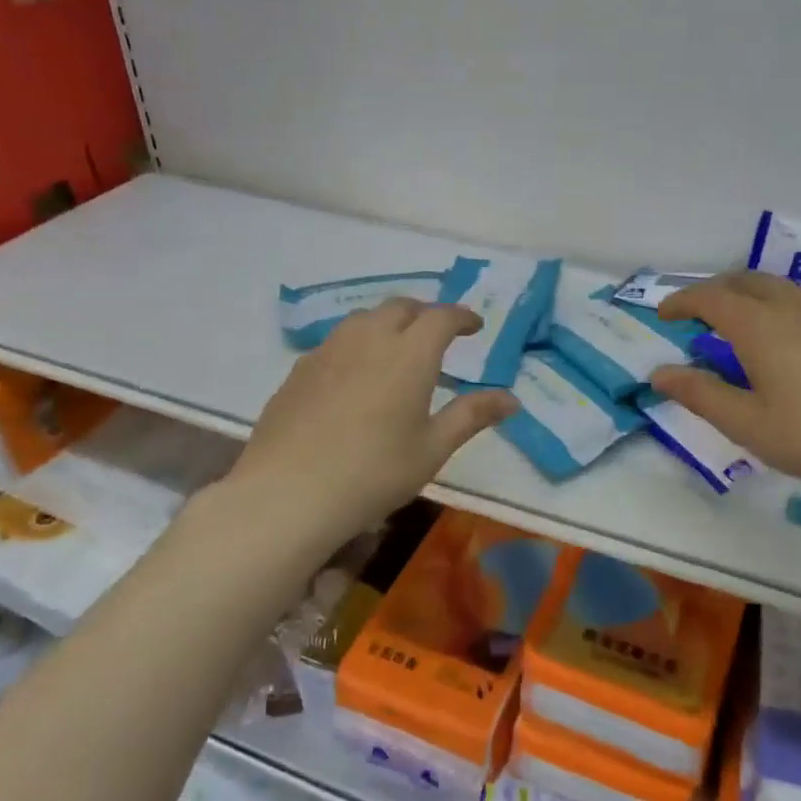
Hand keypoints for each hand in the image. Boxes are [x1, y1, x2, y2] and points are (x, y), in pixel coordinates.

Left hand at [226, 299, 518, 546]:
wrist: (288, 493)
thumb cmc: (374, 472)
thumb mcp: (433, 449)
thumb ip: (472, 416)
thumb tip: (512, 399)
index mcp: (409, 354)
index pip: (441, 317)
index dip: (462, 317)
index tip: (475, 327)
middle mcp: (369, 339)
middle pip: (401, 307)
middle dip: (425, 314)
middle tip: (438, 335)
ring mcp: (329, 350)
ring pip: (364, 319)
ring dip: (389, 323)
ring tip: (398, 349)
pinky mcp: (300, 369)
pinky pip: (337, 341)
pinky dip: (358, 344)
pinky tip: (356, 375)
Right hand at [651, 272, 800, 488]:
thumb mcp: (745, 423)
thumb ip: (699, 394)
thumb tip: (659, 374)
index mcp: (759, 327)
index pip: (711, 298)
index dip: (682, 300)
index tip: (664, 314)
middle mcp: (792, 310)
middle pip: (746, 281)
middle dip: (714, 289)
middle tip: (696, 313)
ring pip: (778, 288)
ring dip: (747, 294)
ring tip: (737, 323)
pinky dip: (776, 306)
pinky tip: (784, 341)